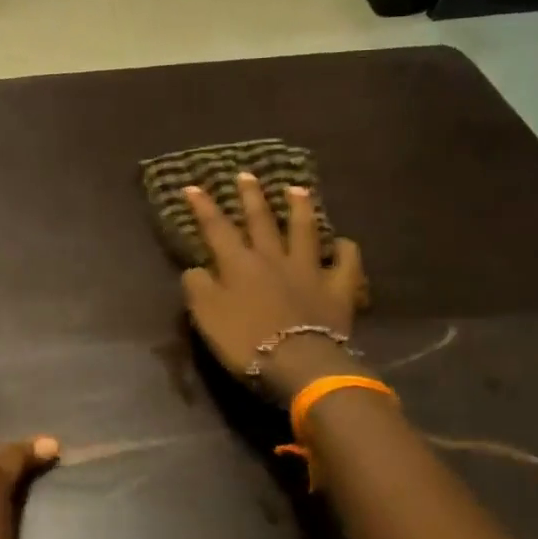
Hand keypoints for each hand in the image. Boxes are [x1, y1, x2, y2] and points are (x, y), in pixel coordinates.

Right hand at [181, 173, 366, 400]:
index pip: (216, 228)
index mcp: (238, 264)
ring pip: (304, 230)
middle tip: (246, 174)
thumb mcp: (206, 317)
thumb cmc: (246, 341)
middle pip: (261, 220)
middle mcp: (273, 258)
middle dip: (251, 196)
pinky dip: (345, 250)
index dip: (202, 206)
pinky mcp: (338, 288)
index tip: (191, 186)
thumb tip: (196, 269)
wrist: (299, 364)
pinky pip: (346, 263)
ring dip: (299, 208)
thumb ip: (197, 287)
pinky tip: (344, 244)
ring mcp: (309, 270)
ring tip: (296, 189)